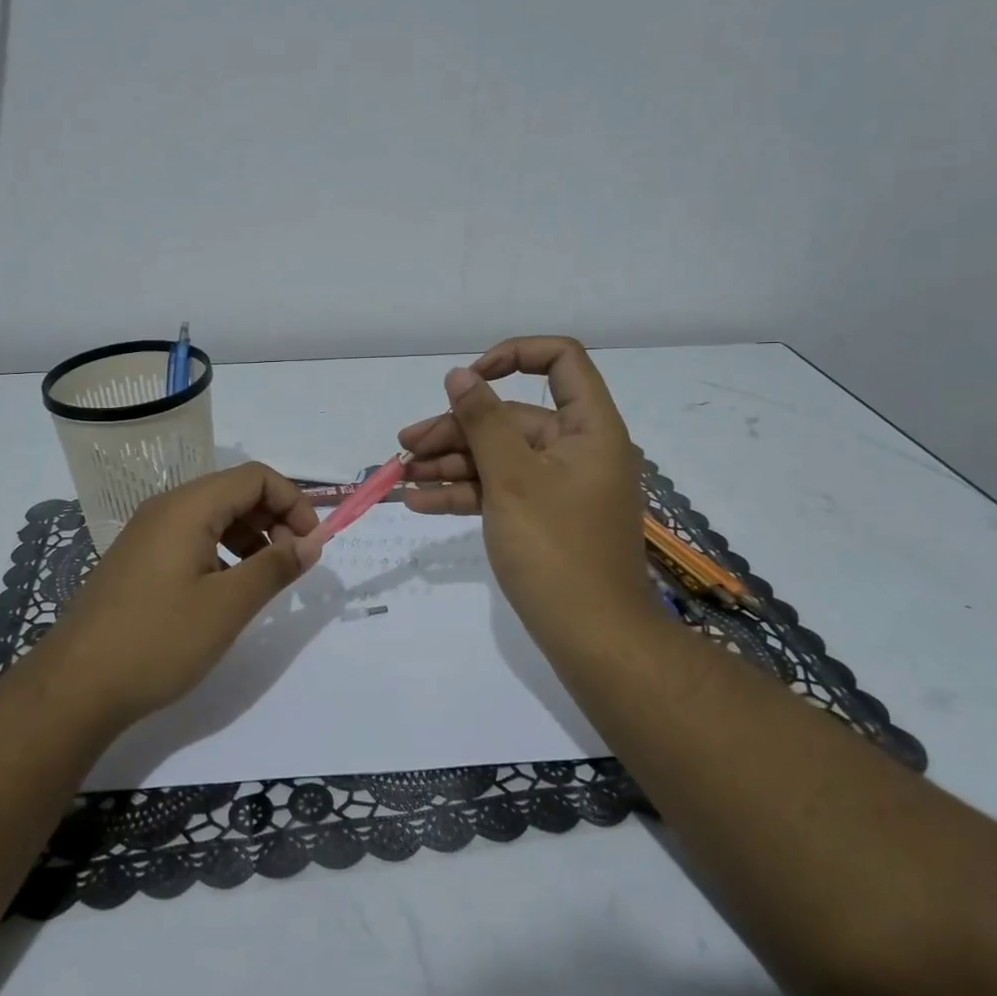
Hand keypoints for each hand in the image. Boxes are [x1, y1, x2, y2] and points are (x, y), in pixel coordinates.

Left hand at [32, 463, 319, 725]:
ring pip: (214, 515)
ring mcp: (148, 533)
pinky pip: (192, 538)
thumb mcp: (228, 606)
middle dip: (274, 519)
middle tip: (292, 563)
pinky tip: (227, 590)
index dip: (293, 503)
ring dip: (250, 536)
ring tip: (264, 578)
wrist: (74, 687)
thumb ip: (275, 567)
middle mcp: (166, 508)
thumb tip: (312, 542)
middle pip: (235, 491)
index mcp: (188, 507)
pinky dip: (223, 551)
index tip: (311, 544)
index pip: (256, 477)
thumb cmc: (158, 640)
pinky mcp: (139, 559)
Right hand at [398, 337, 658, 655]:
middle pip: (512, 417)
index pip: (561, 360)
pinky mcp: (543, 518)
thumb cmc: (556, 549)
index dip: (513, 356)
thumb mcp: (512, 478)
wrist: (594, 639)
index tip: (468, 380)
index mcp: (589, 428)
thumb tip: (459, 375)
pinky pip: (501, 491)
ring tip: (402, 475)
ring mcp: (559, 487)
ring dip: (451, 463)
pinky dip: (465, 493)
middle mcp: (577, 449)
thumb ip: (483, 421)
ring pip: (500, 457)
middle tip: (406, 445)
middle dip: (457, 428)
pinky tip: (420, 502)